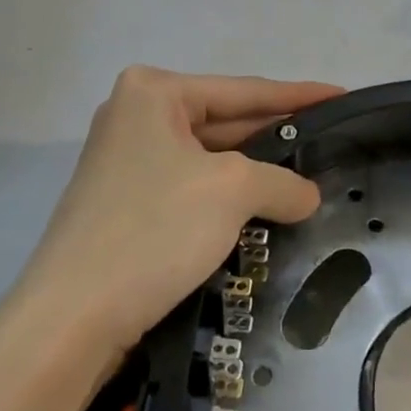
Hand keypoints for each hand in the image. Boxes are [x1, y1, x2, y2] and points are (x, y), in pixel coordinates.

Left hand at [20, 67, 341, 368]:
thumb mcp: (230, 191)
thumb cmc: (152, 230)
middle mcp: (134, 115)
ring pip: (208, 158)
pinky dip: (226, 197)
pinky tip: (261, 210)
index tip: (341, 95)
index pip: (243, 90)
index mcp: (152, 92)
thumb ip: (280, 181)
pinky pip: (190, 186)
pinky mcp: (125, 202)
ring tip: (305, 178)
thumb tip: (307, 194)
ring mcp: (126, 160)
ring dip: (253, 172)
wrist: (68, 320)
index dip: (298, 95)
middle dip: (275, 135)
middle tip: (329, 141)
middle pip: (224, 120)